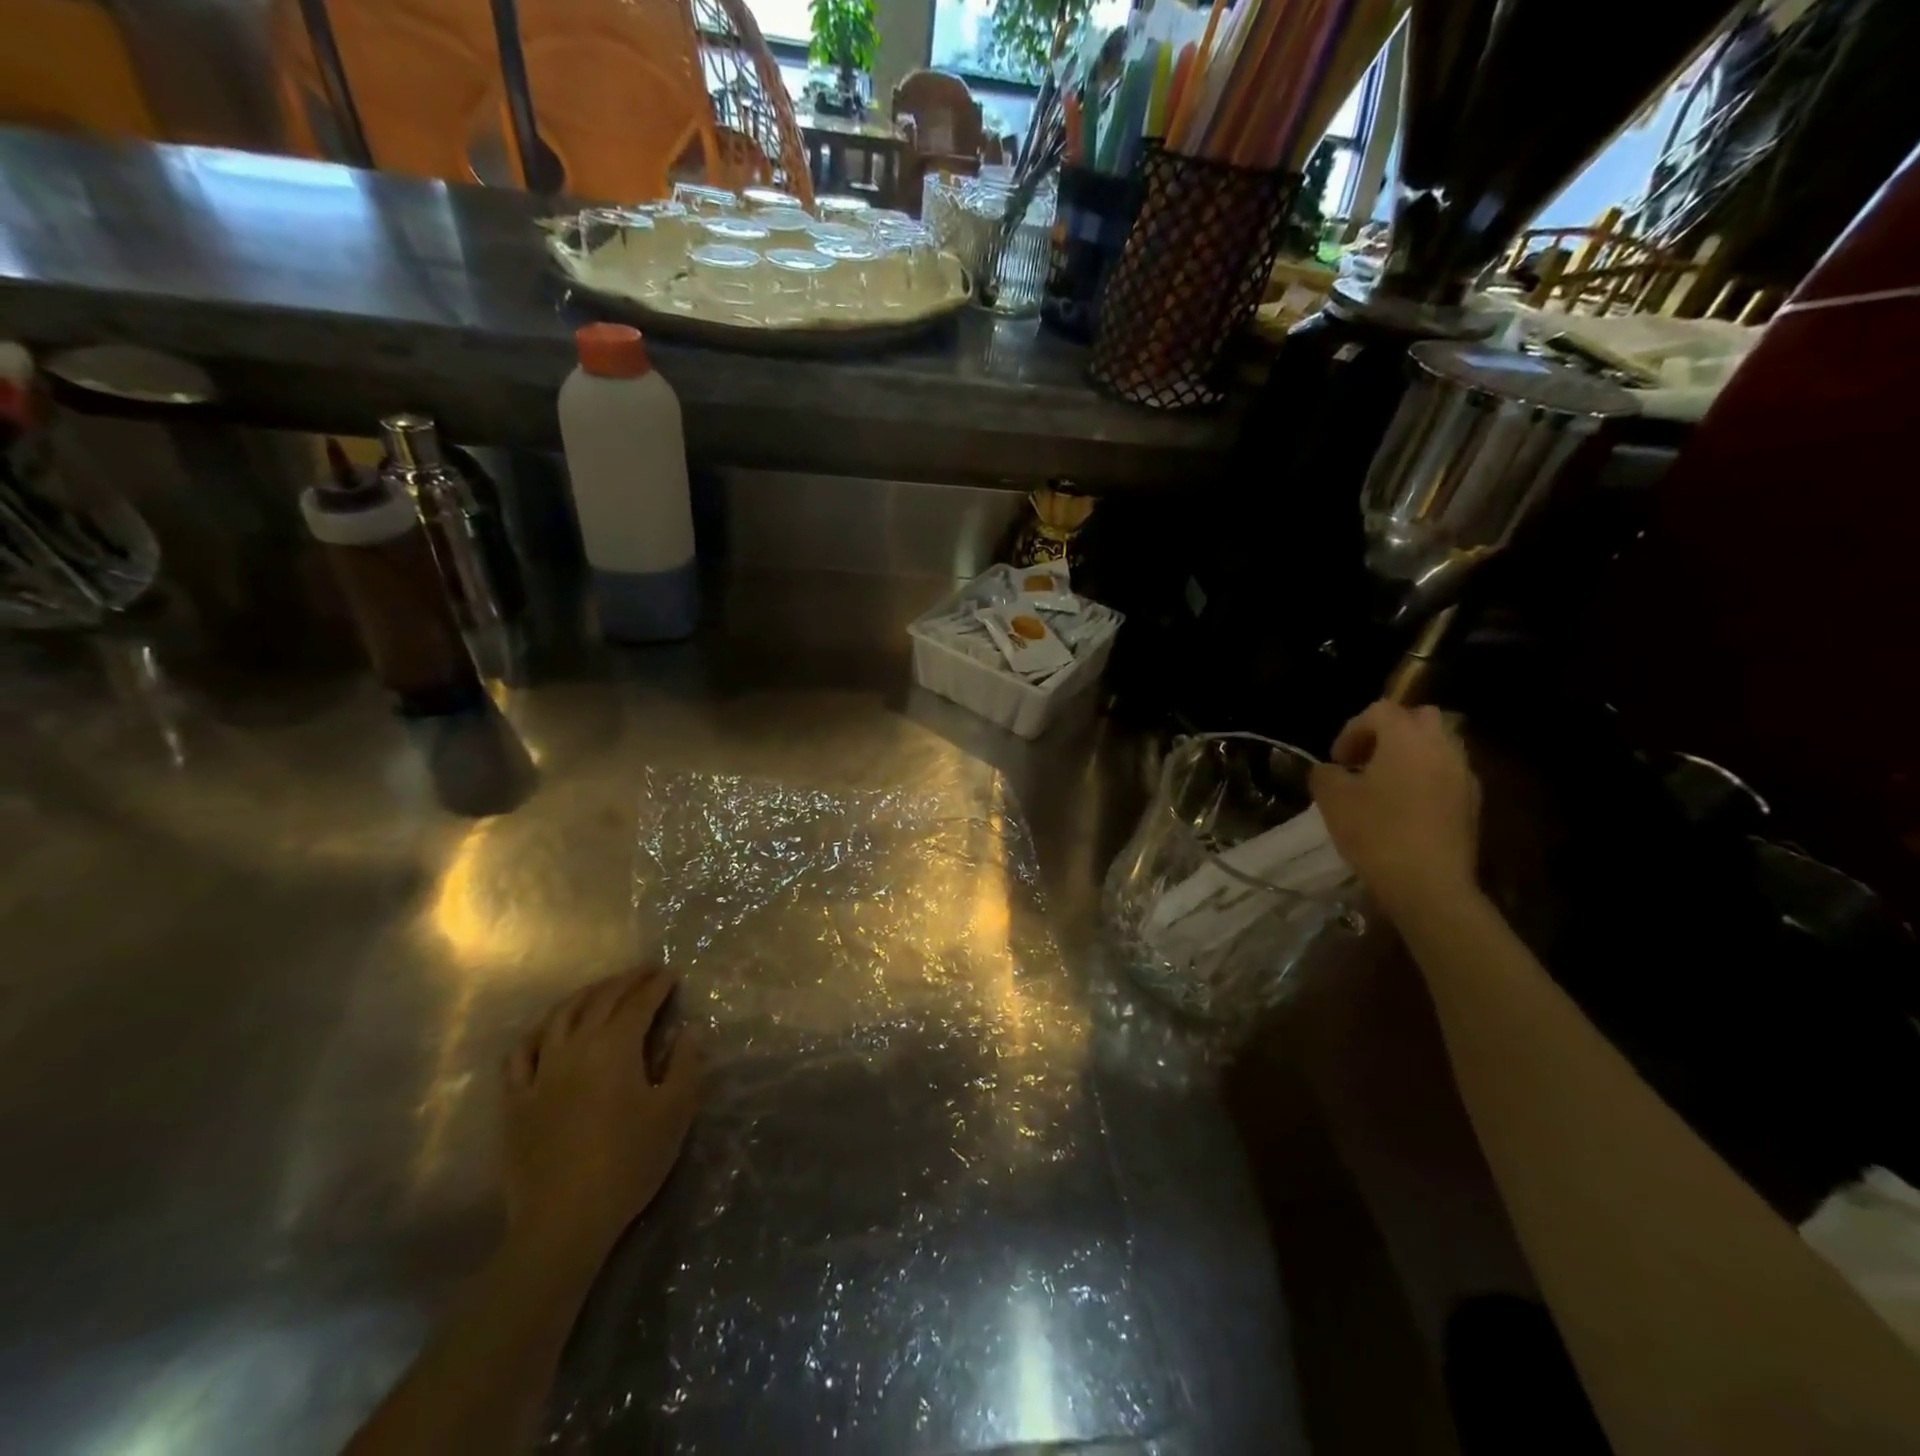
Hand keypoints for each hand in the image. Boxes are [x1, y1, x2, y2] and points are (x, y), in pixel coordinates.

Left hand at [502, 967, 703, 1262]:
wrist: (564, 1220)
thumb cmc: (628, 1163)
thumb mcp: (675, 1112)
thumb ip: (686, 1064)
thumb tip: (689, 1030)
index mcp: (614, 1048)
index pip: (638, 1004)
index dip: (656, 986)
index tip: (671, 973)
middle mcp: (574, 1048)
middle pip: (599, 1002)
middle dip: (625, 981)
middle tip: (644, 972)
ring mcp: (540, 1073)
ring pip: (558, 1018)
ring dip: (583, 996)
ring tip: (600, 989)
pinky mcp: (515, 1101)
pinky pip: (520, 1054)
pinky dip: (536, 1032)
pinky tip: (546, 1029)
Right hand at [1310, 701, 1480, 921]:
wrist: (1429, 885)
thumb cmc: (1376, 832)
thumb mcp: (1332, 799)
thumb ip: (1325, 774)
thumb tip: (1330, 770)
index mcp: (1407, 738)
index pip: (1379, 711)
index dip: (1352, 730)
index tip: (1337, 760)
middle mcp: (1442, 748)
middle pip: (1419, 718)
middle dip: (1390, 732)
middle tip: (1366, 760)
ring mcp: (1464, 776)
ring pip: (1438, 746)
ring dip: (1411, 755)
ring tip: (1385, 786)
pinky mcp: (1473, 804)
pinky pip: (1448, 775)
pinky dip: (1427, 779)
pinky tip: (1406, 809)